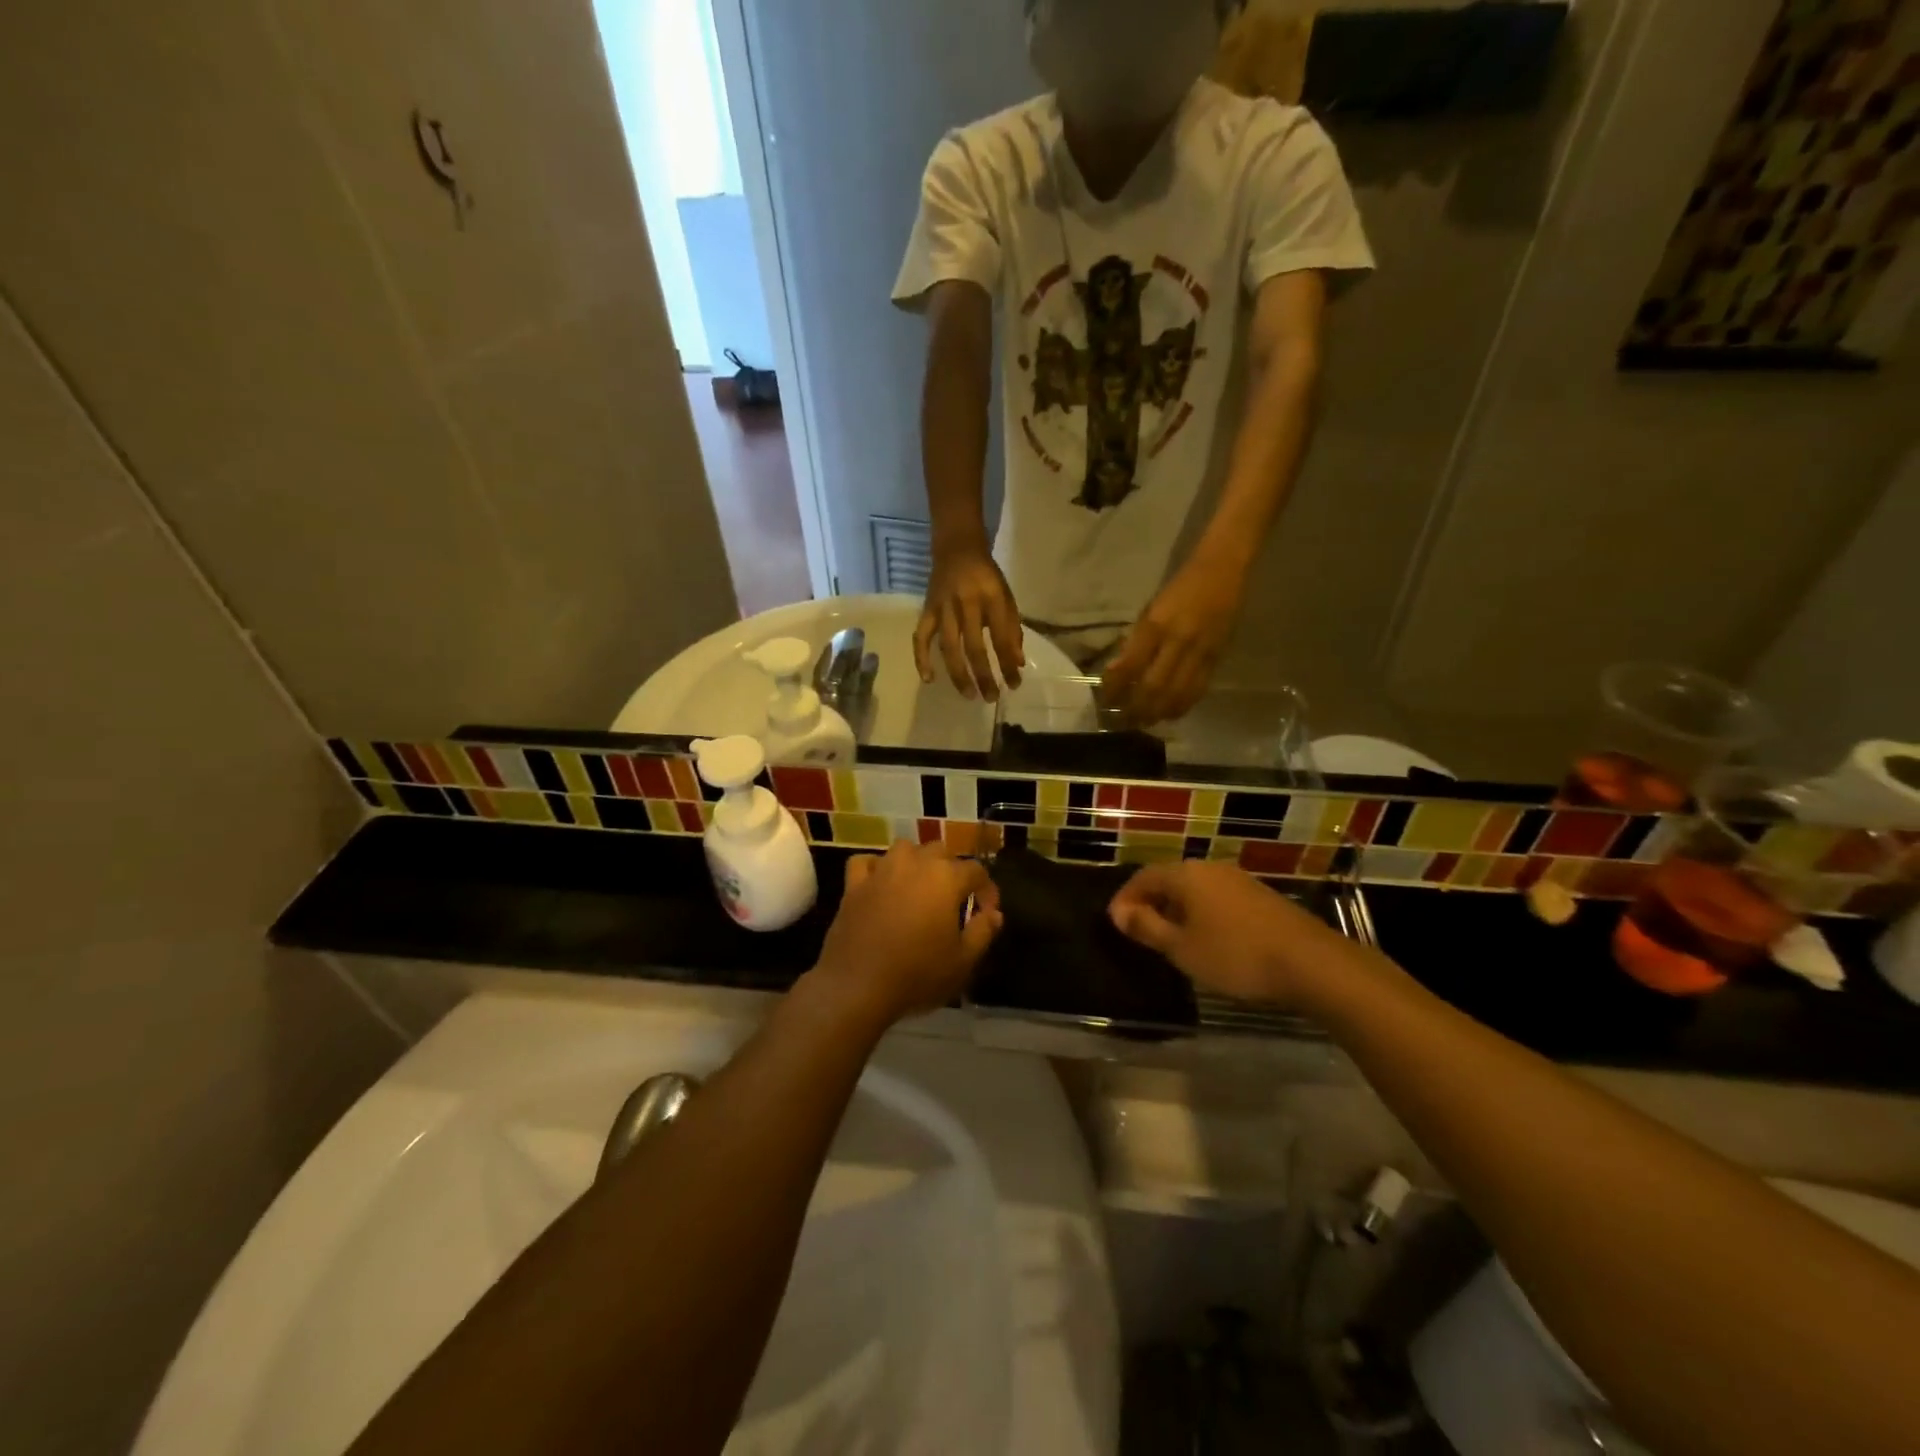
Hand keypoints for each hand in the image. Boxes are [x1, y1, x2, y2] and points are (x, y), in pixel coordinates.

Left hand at [810, 841, 1002, 1025]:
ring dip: (916, 862)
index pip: (976, 871)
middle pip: (941, 851)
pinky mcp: (854, 884)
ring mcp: (882, 870)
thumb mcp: (963, 961)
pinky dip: (876, 868)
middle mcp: (915, 863)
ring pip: (905, 849)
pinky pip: (866, 862)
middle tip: (953, 900)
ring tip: (920, 886)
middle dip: (952, 870)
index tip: (987, 912)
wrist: (857, 986)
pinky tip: (880, 883)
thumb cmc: (917, 974)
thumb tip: (994, 914)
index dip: (986, 890)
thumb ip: (983, 931)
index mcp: (946, 878)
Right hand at [914, 546, 1023, 701]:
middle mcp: (966, 603)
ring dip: (959, 674)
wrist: (957, 549)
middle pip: (974, 647)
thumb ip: (1012, 629)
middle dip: (985, 676)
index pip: (1001, 638)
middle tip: (992, 698)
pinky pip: (920, 637)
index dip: (1008, 664)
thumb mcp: (1006, 597)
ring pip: (948, 647)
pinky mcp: (927, 610)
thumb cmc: (986, 577)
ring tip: (969, 695)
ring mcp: (943, 608)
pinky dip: (922, 659)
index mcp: (991, 598)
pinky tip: (929, 679)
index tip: (1015, 684)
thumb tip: (1017, 664)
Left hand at [1102, 561, 1243, 724]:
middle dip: (1137, 708)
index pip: (1130, 666)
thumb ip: (1136, 640)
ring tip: (1144, 723)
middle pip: (1154, 687)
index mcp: (1156, 625)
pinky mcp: (1218, 657)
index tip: (1106, 700)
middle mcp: (1178, 641)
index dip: (1116, 688)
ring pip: (1177, 694)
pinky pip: (1198, 689)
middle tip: (1124, 721)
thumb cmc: (1180, 587)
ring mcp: (1201, 651)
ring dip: (1158, 712)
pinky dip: (1182, 705)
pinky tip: (1170, 713)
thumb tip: (1117, 671)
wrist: (1223, 569)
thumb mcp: (1151, 609)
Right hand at [1108, 861, 1347, 1008]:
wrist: (1311, 963)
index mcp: (1186, 875)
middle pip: (1169, 879)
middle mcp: (1210, 868)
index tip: (1115, 922)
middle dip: (1150, 901)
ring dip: (1177, 908)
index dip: (1125, 898)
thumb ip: (1146, 927)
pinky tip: (1206, 937)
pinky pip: (1216, 898)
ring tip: (1170, 937)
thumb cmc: (1235, 955)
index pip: (1143, 877)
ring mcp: (1238, 880)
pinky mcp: (1259, 896)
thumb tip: (1119, 911)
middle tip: (1139, 930)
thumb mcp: (1181, 948)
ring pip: (1195, 889)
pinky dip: (1201, 912)